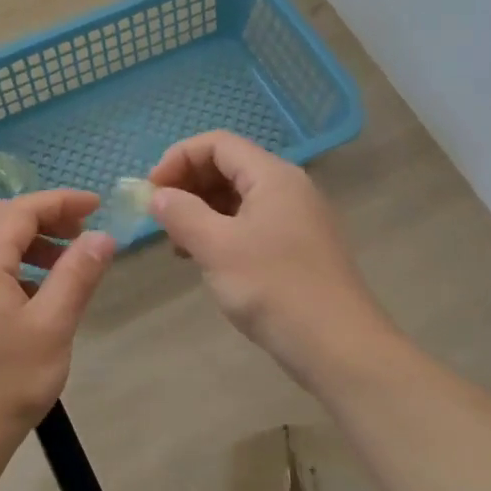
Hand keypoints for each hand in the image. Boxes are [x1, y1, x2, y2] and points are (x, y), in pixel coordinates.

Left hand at [0, 190, 116, 462]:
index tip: (97, 206)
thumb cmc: (5, 383)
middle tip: (81, 231)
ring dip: (28, 240)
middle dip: (43, 216)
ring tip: (66, 262)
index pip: (19, 210)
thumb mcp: (52, 326)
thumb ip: (77, 275)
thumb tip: (101, 237)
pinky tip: (38, 294)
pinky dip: (14, 264)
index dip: (59, 201)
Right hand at [149, 131, 389, 386]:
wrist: (339, 346)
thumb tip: (158, 196)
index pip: (217, 144)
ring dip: (202, 210)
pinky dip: (222, 231)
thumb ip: (182, 214)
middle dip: (188, 184)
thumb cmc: (274, 289)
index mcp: (273, 176)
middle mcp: (288, 187)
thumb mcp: (217, 248)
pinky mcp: (298, 247)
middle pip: (229, 166)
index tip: (151, 192)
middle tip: (159, 216)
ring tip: (177, 242)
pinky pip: (251, 223)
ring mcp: (297, 218)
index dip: (178, 158)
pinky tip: (205, 258)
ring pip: (239, 197)